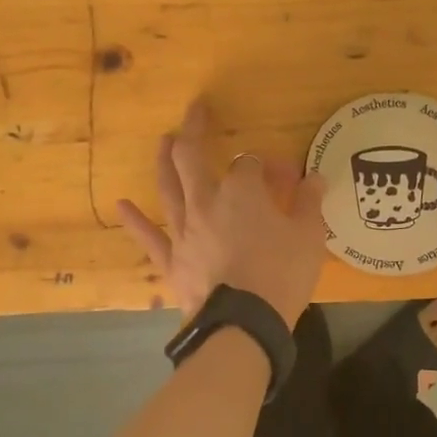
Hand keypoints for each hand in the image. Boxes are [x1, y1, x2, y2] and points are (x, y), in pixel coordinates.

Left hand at [119, 101, 327, 322]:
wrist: (244, 325)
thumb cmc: (281, 275)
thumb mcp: (310, 237)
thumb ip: (310, 203)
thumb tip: (315, 178)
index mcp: (241, 192)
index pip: (250, 163)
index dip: (268, 164)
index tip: (287, 175)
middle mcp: (206, 202)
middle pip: (192, 158)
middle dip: (194, 131)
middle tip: (195, 111)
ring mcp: (184, 231)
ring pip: (168, 188)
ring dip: (164, 161)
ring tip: (163, 141)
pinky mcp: (172, 260)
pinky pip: (150, 237)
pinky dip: (135, 221)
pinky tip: (121, 204)